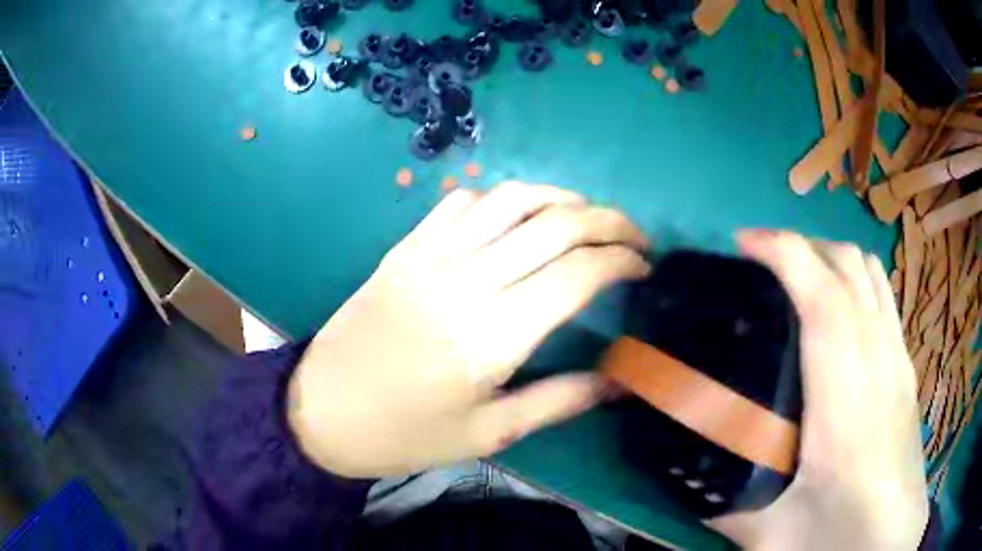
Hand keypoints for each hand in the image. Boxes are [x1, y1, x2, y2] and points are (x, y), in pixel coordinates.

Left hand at [287, 182, 649, 477]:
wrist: (322, 410)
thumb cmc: (405, 434)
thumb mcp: (487, 434)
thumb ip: (558, 402)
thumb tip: (619, 380)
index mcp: (493, 335)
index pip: (579, 272)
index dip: (623, 260)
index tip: (645, 268)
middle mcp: (467, 280)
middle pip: (556, 223)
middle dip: (609, 220)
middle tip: (633, 237)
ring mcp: (431, 254)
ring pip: (513, 198)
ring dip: (561, 198)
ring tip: (586, 219)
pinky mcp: (405, 247)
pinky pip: (463, 201)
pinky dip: (502, 199)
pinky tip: (516, 219)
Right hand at [708, 231, 928, 549]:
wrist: (889, 541)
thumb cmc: (838, 536)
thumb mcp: (768, 533)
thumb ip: (724, 502)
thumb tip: (685, 479)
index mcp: (846, 393)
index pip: (821, 290)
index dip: (780, 249)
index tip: (741, 245)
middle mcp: (879, 357)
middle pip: (849, 263)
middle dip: (801, 245)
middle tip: (762, 265)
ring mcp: (898, 360)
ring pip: (871, 273)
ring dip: (831, 259)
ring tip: (799, 279)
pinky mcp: (905, 371)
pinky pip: (882, 300)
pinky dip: (855, 285)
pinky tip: (837, 321)